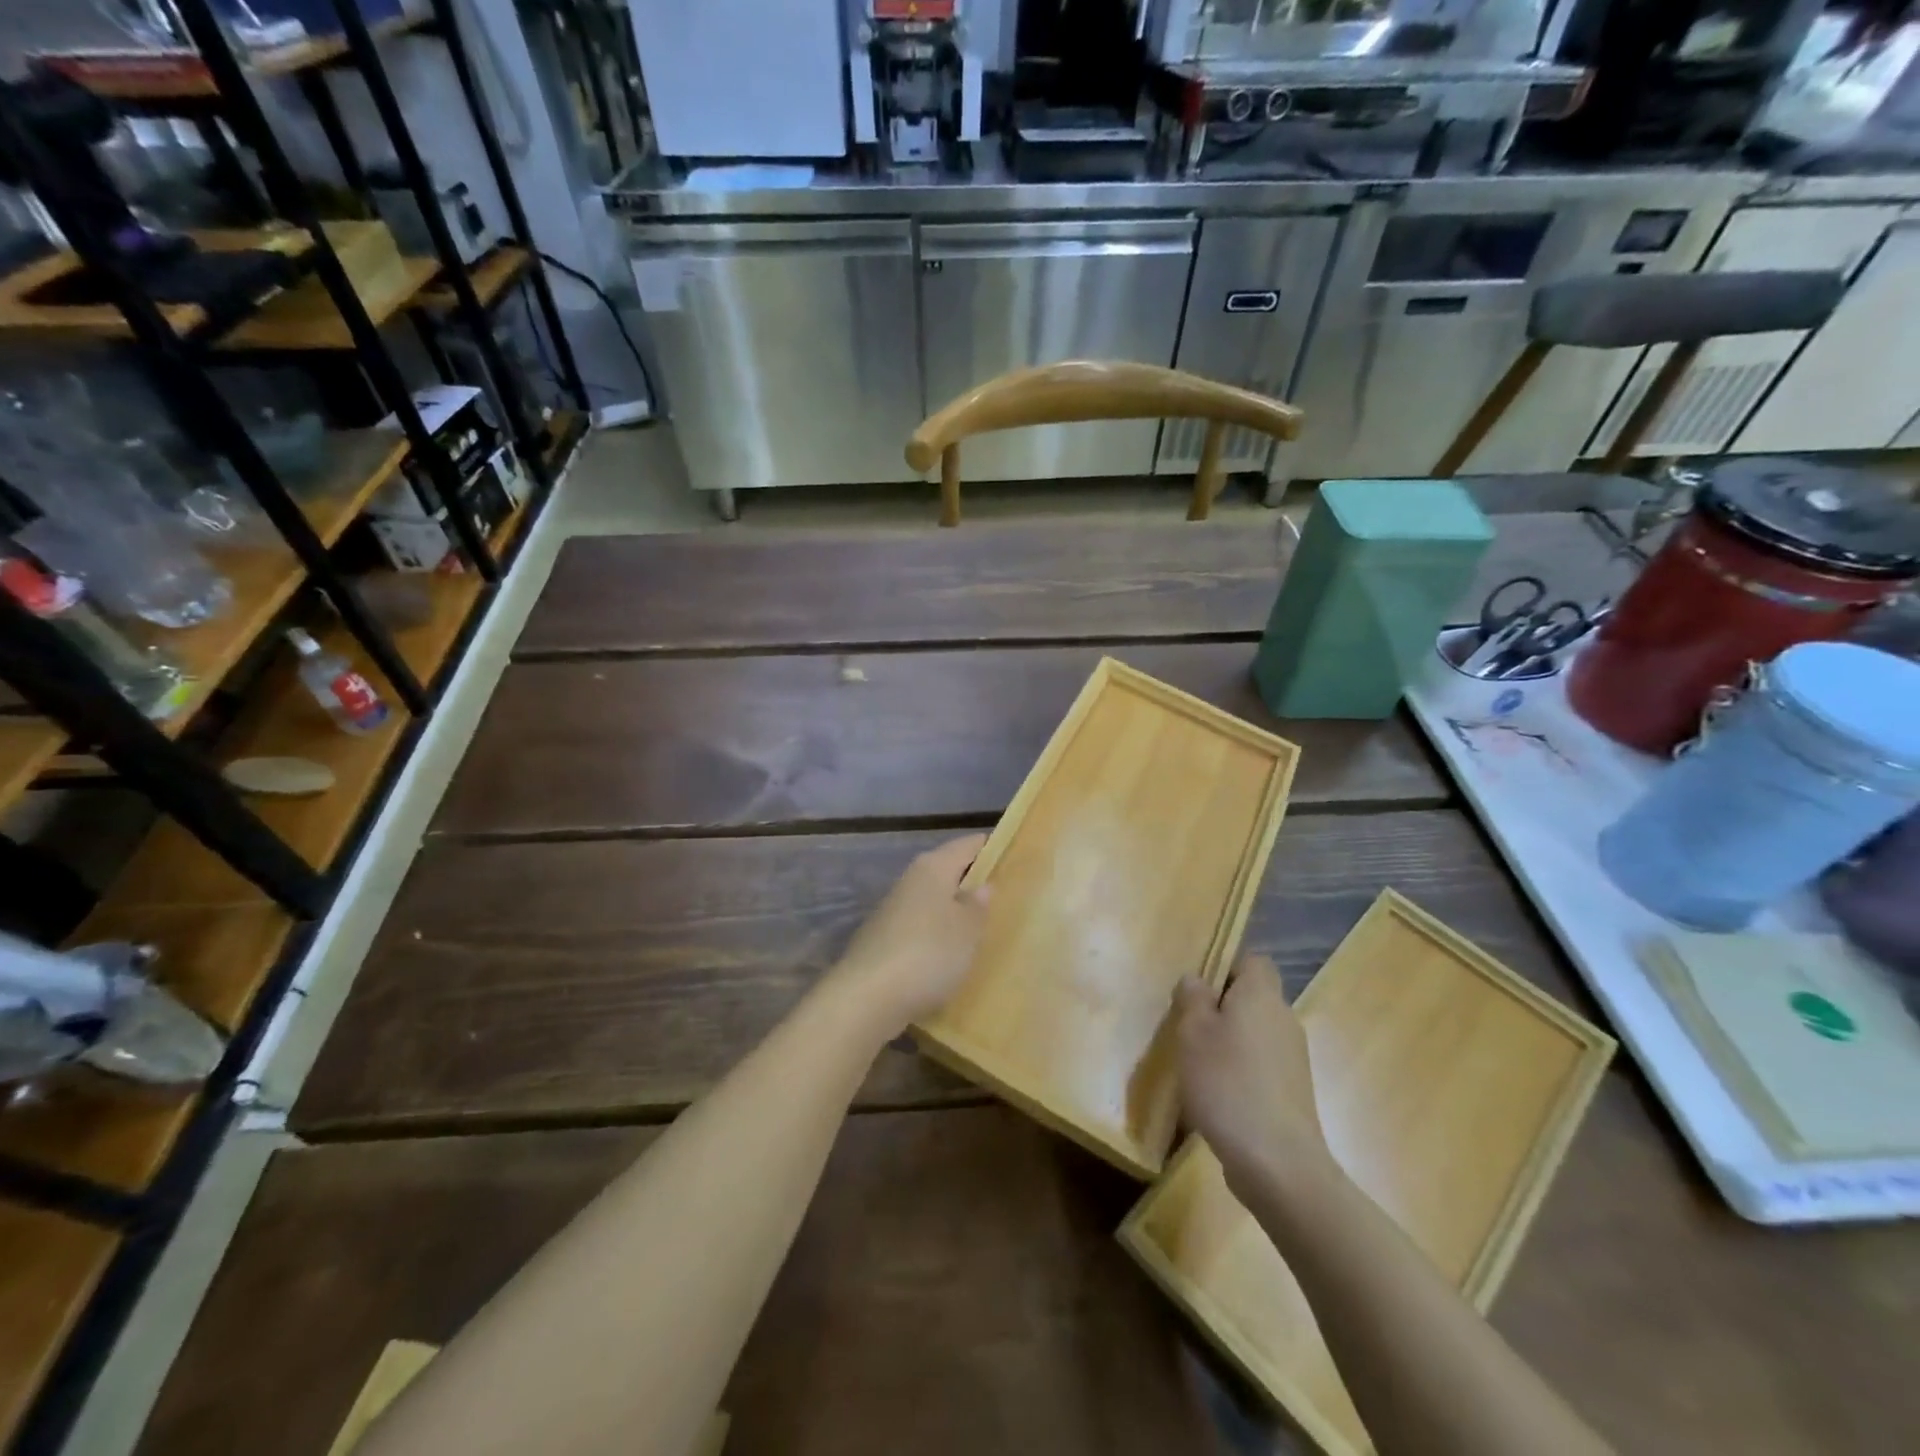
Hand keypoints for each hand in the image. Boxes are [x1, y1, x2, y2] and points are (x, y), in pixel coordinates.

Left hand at [829, 835, 991, 1035]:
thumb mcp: (967, 930)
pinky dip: (935, 933)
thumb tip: (982, 885)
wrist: (867, 997)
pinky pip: (919, 926)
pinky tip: (948, 952)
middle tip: (1003, 892)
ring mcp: (892, 910)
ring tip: (980, 925)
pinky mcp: (882, 939)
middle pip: (946, 870)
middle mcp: (910, 880)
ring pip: (931, 899)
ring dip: (952, 908)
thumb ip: (977, 905)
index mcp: (933, 868)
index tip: (1010, 852)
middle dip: (970, 879)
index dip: (988, 846)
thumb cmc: (929, 953)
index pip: (966, 845)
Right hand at [1175, 957, 1335, 1201]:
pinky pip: (1261, 1066)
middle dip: (1221, 1008)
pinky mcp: (1293, 1093)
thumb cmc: (1228, 1083)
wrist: (1278, 1163)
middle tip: (1187, 1027)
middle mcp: (1284, 1019)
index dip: (1226, 967)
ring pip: (1255, 1034)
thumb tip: (1197, 980)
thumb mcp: (1193, 1032)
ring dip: (1229, 1043)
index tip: (1198, 989)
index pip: (1253, 961)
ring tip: (1196, 1065)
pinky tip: (1217, 1097)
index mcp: (1262, 996)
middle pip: (1253, 998)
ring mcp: (1293, 1059)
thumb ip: (1193, 998)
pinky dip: (1240, 1072)